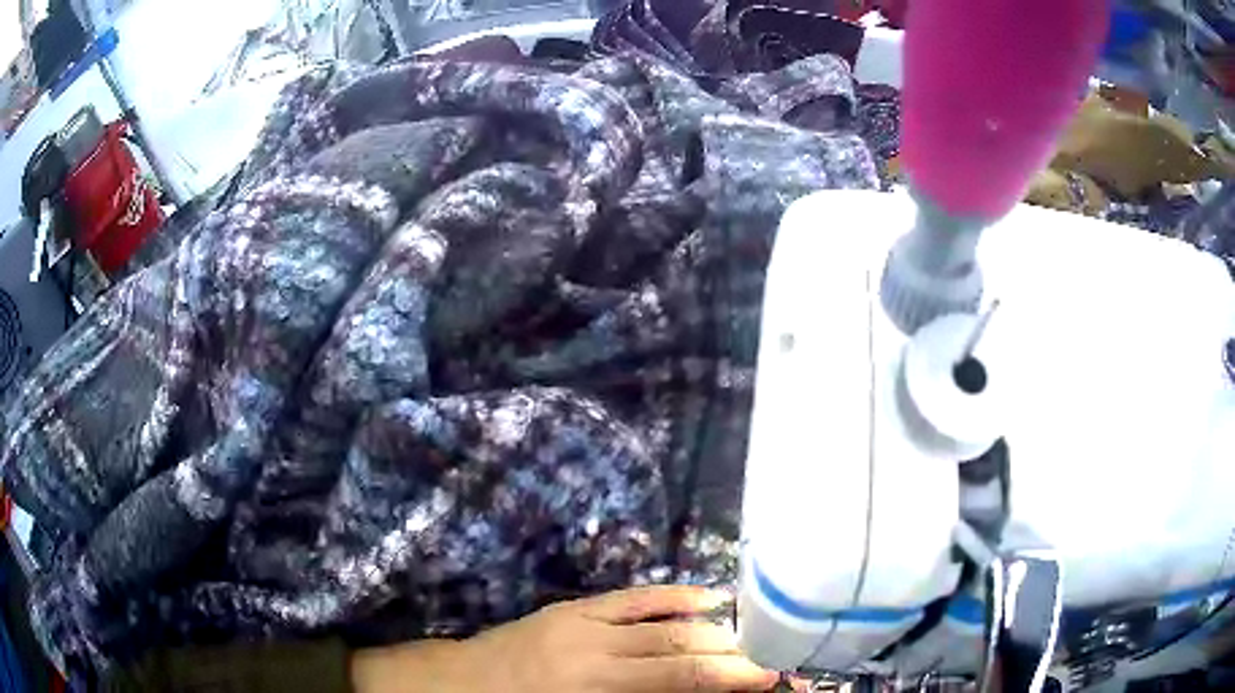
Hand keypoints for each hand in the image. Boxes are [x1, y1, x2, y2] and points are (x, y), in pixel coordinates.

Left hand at [459, 585, 778, 691]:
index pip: (679, 678)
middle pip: (679, 645)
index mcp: (595, 686)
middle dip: (729, 652)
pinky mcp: (572, 607)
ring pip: (662, 619)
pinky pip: (632, 597)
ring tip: (748, 634)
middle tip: (766, 658)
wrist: (460, 682)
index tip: (767, 678)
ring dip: (711, 626)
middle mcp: (595, 649)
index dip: (729, 676)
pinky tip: (705, 597)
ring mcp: (583, 621)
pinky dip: (673, 596)